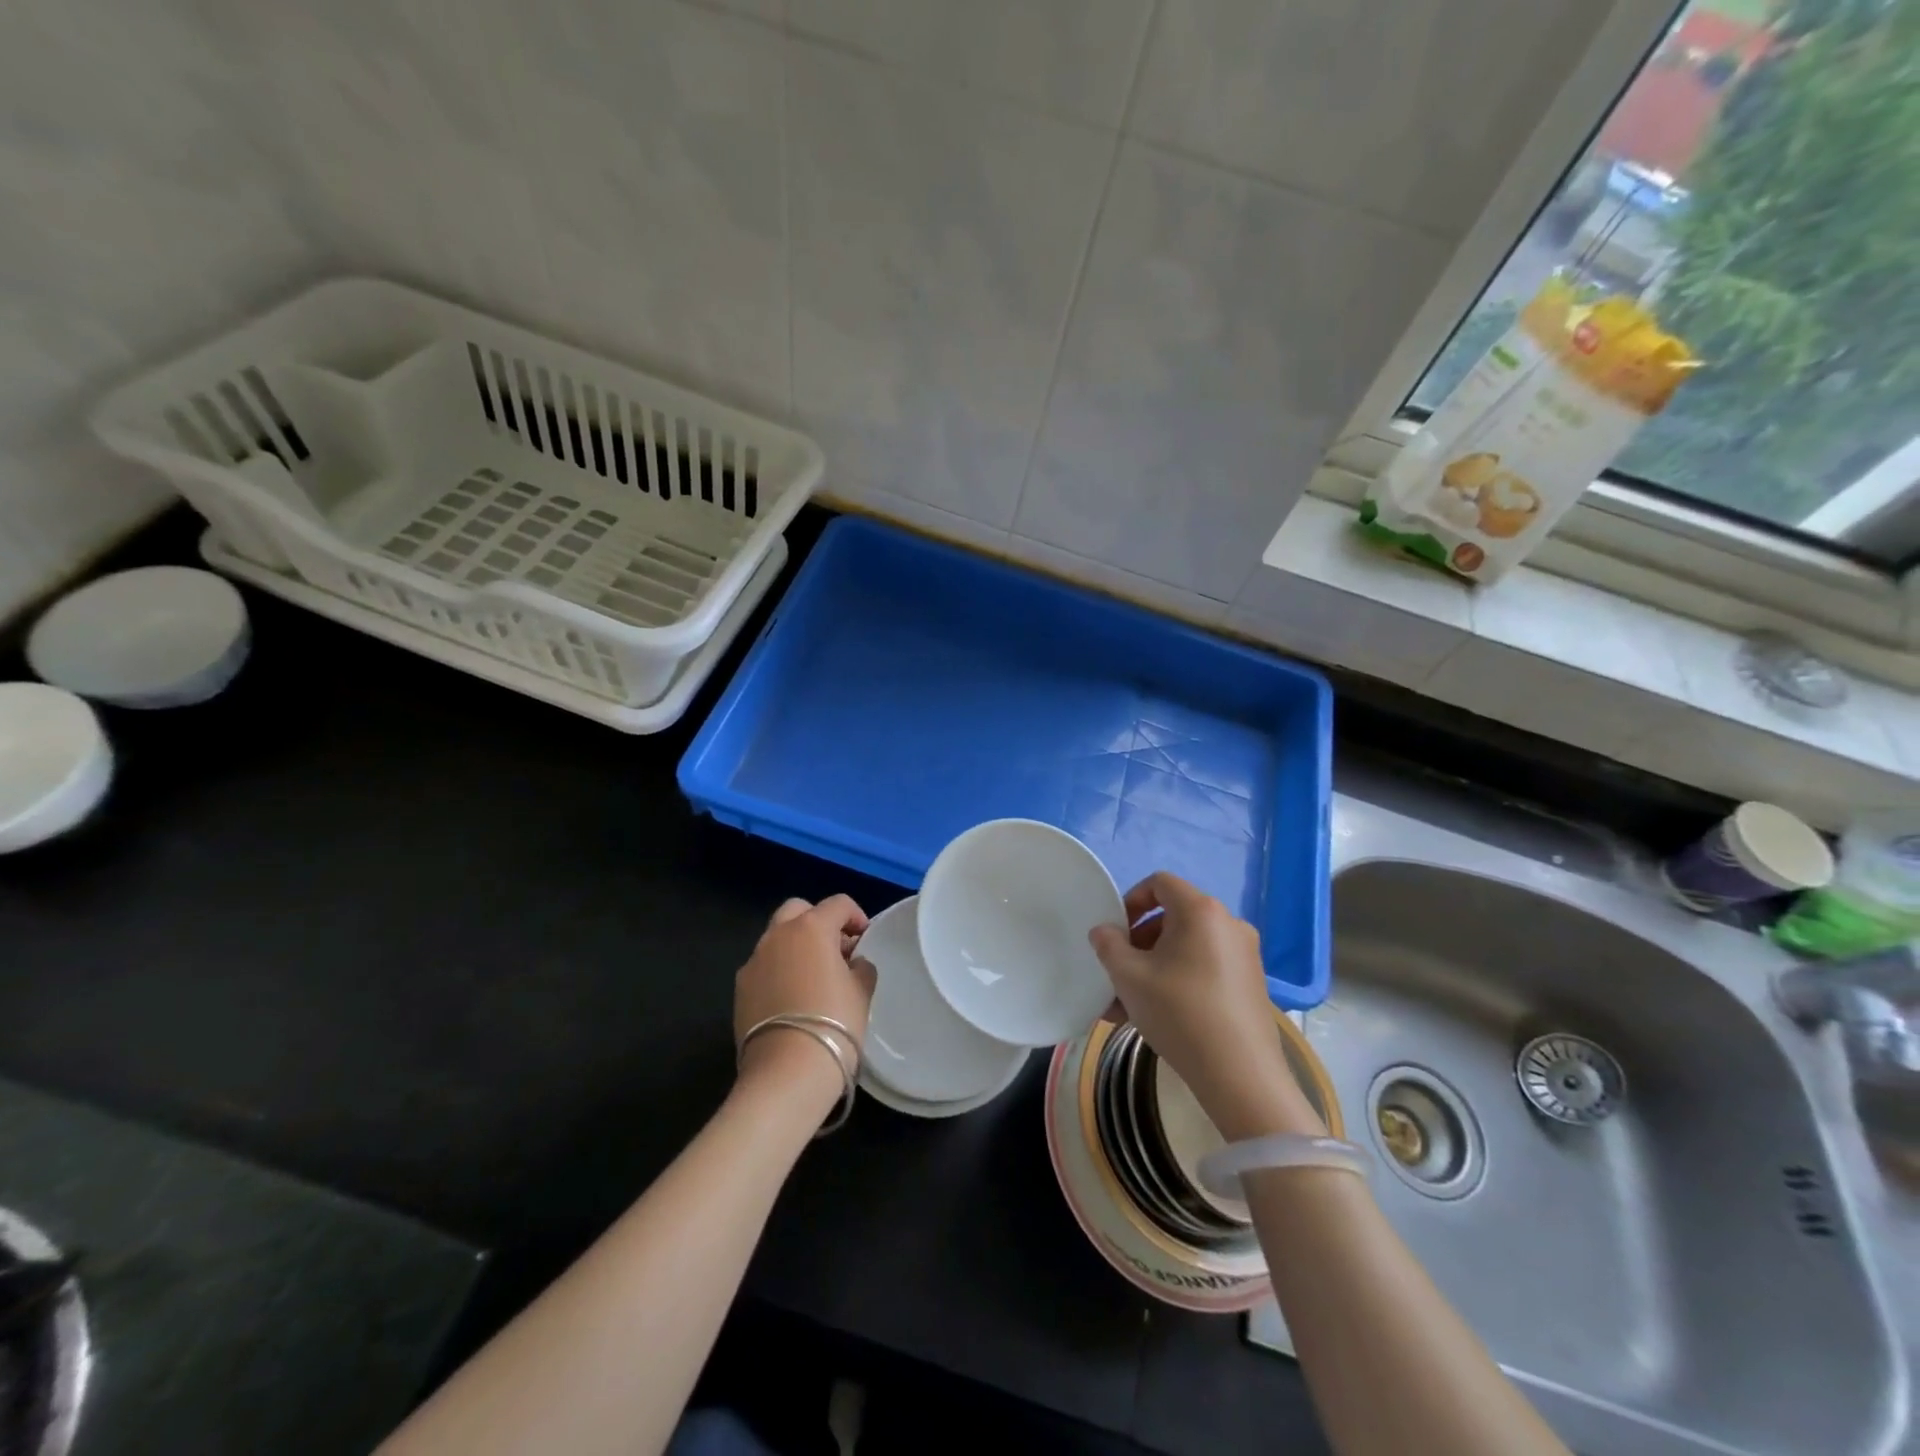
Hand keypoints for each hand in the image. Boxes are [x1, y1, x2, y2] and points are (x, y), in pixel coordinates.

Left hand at [734, 896, 877, 1104]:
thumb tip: (852, 963)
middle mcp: (777, 935)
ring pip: (776, 938)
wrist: (787, 1072)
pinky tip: (792, 999)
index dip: (856, 916)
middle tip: (836, 950)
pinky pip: (764, 966)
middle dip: (818, 922)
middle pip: (798, 910)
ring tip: (814, 977)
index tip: (864, 939)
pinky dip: (779, 970)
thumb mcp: (862, 992)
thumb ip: (860, 967)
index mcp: (811, 928)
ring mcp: (754, 961)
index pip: (838, 904)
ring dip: (796, 946)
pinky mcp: (740, 989)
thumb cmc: (834, 1023)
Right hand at [1090, 872, 1324, 1141]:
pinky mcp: (1250, 984)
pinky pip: (1204, 969)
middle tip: (1118, 971)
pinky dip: (1178, 981)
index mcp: (1200, 910)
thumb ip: (1108, 945)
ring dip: (1153, 967)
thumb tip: (1105, 932)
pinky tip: (1155, 1017)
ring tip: (1126, 1005)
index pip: (1160, 883)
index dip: (1131, 900)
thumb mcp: (1129, 976)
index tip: (1115, 931)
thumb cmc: (1179, 1012)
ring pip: (1186, 949)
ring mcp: (1244, 955)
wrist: (1240, 1075)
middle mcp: (1228, 924)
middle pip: (1173, 917)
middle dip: (1139, 942)